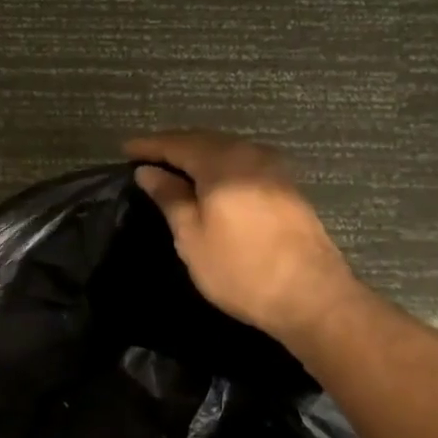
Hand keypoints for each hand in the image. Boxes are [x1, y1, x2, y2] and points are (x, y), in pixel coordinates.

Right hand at [127, 131, 362, 349]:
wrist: (313, 297)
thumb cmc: (241, 269)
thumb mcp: (192, 237)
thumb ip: (169, 197)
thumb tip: (148, 171)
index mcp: (222, 163)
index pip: (177, 143)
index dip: (149, 145)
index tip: (124, 149)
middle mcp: (250, 155)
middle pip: (204, 140)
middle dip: (174, 146)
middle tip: (147, 157)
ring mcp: (274, 169)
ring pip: (227, 150)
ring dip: (199, 155)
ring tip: (175, 169)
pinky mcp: (288, 187)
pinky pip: (244, 163)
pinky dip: (220, 166)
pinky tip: (212, 182)